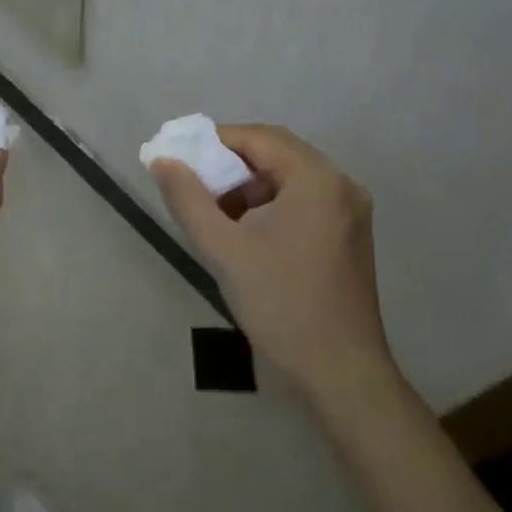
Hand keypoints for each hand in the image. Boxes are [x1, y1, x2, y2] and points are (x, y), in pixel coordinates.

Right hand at [152, 124, 394, 409]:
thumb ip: (187, 199)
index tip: (180, 159)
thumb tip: (162, 161)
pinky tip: (248, 231)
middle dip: (231, 163)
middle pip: (276, 152)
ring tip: (217, 213)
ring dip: (250, 184)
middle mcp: (340, 183)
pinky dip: (271, 202)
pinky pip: (303, 198)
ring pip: (289, 176)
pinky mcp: (350, 233)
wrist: (341, 373)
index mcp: (316, 179)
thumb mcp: (223, 249)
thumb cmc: (281, 304)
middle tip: (195, 184)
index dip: (214, 142)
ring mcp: (350, 210)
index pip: (258, 137)